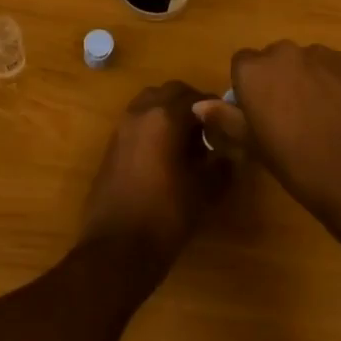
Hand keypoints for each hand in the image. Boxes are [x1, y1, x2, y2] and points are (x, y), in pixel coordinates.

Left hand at [79, 81, 228, 277]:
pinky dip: (153, 124)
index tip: (229, 123)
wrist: (116, 249)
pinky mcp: (112, 144)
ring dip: (169, 110)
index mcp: (165, 117)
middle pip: (171, 92)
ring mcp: (122, 127)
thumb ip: (220, 165)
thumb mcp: (204, 191)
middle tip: (209, 128)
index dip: (216, 108)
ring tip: (187, 139)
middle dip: (191, 103)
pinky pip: (137, 120)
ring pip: (150, 102)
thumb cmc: (165, 216)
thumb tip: (228, 153)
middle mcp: (141, 113)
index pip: (197, 97)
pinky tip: (165, 153)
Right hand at [193, 42, 340, 233]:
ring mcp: (322, 55)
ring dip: (306, 80)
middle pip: (273, 60)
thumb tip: (200, 106)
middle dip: (277, 81)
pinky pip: (333, 67)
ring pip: (305, 62)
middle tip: (288, 118)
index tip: (258, 115)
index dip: (248, 89)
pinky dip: (333, 83)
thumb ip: (227, 119)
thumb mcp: (255, 147)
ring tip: (320, 117)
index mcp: (255, 71)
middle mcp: (285, 53)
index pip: (242, 65)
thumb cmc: (299, 166)